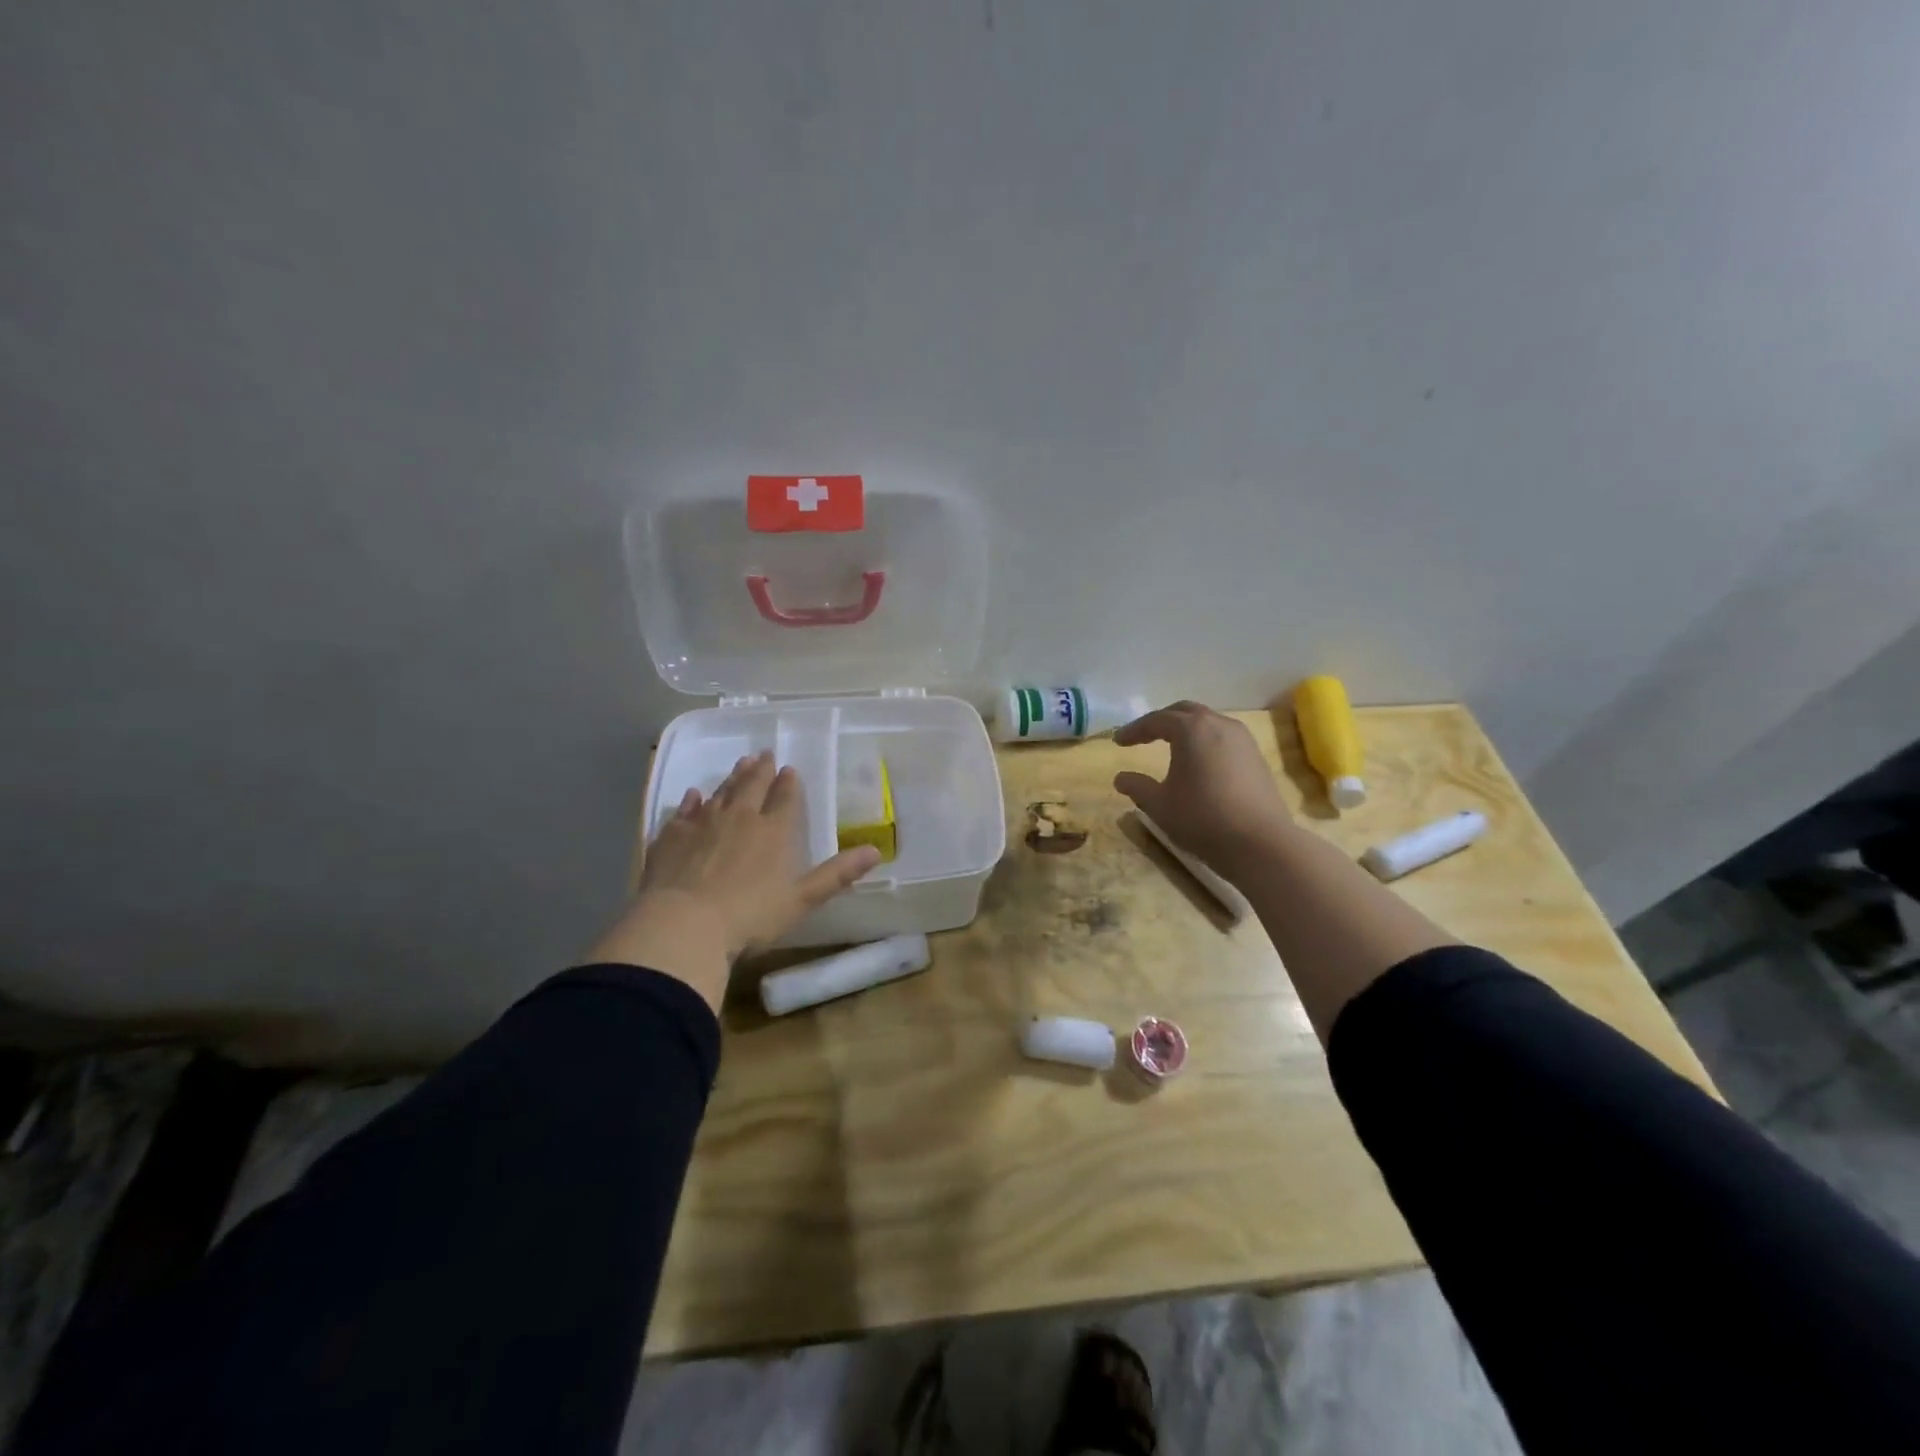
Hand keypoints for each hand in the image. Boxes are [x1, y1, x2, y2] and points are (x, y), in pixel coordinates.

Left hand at [587, 751, 879, 1009]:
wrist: (684, 925)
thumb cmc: (750, 916)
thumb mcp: (802, 899)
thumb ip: (837, 874)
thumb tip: (876, 851)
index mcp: (774, 831)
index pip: (785, 798)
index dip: (789, 784)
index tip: (790, 770)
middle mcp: (740, 818)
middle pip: (752, 786)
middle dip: (761, 770)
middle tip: (765, 754)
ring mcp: (702, 824)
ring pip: (721, 793)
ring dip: (732, 777)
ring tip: (741, 763)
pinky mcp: (671, 837)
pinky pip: (684, 811)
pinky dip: (691, 801)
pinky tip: (693, 795)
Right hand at [1112, 701, 1293, 877]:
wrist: (1261, 844)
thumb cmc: (1202, 819)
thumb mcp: (1159, 805)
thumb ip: (1137, 787)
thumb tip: (1121, 778)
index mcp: (1192, 729)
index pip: (1156, 720)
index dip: (1134, 730)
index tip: (1118, 741)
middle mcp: (1219, 725)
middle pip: (1185, 712)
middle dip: (1161, 721)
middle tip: (1143, 736)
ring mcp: (1243, 740)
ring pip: (1208, 723)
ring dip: (1186, 730)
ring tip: (1171, 746)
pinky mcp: (1257, 758)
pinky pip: (1224, 738)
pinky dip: (1205, 742)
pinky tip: (1199, 763)